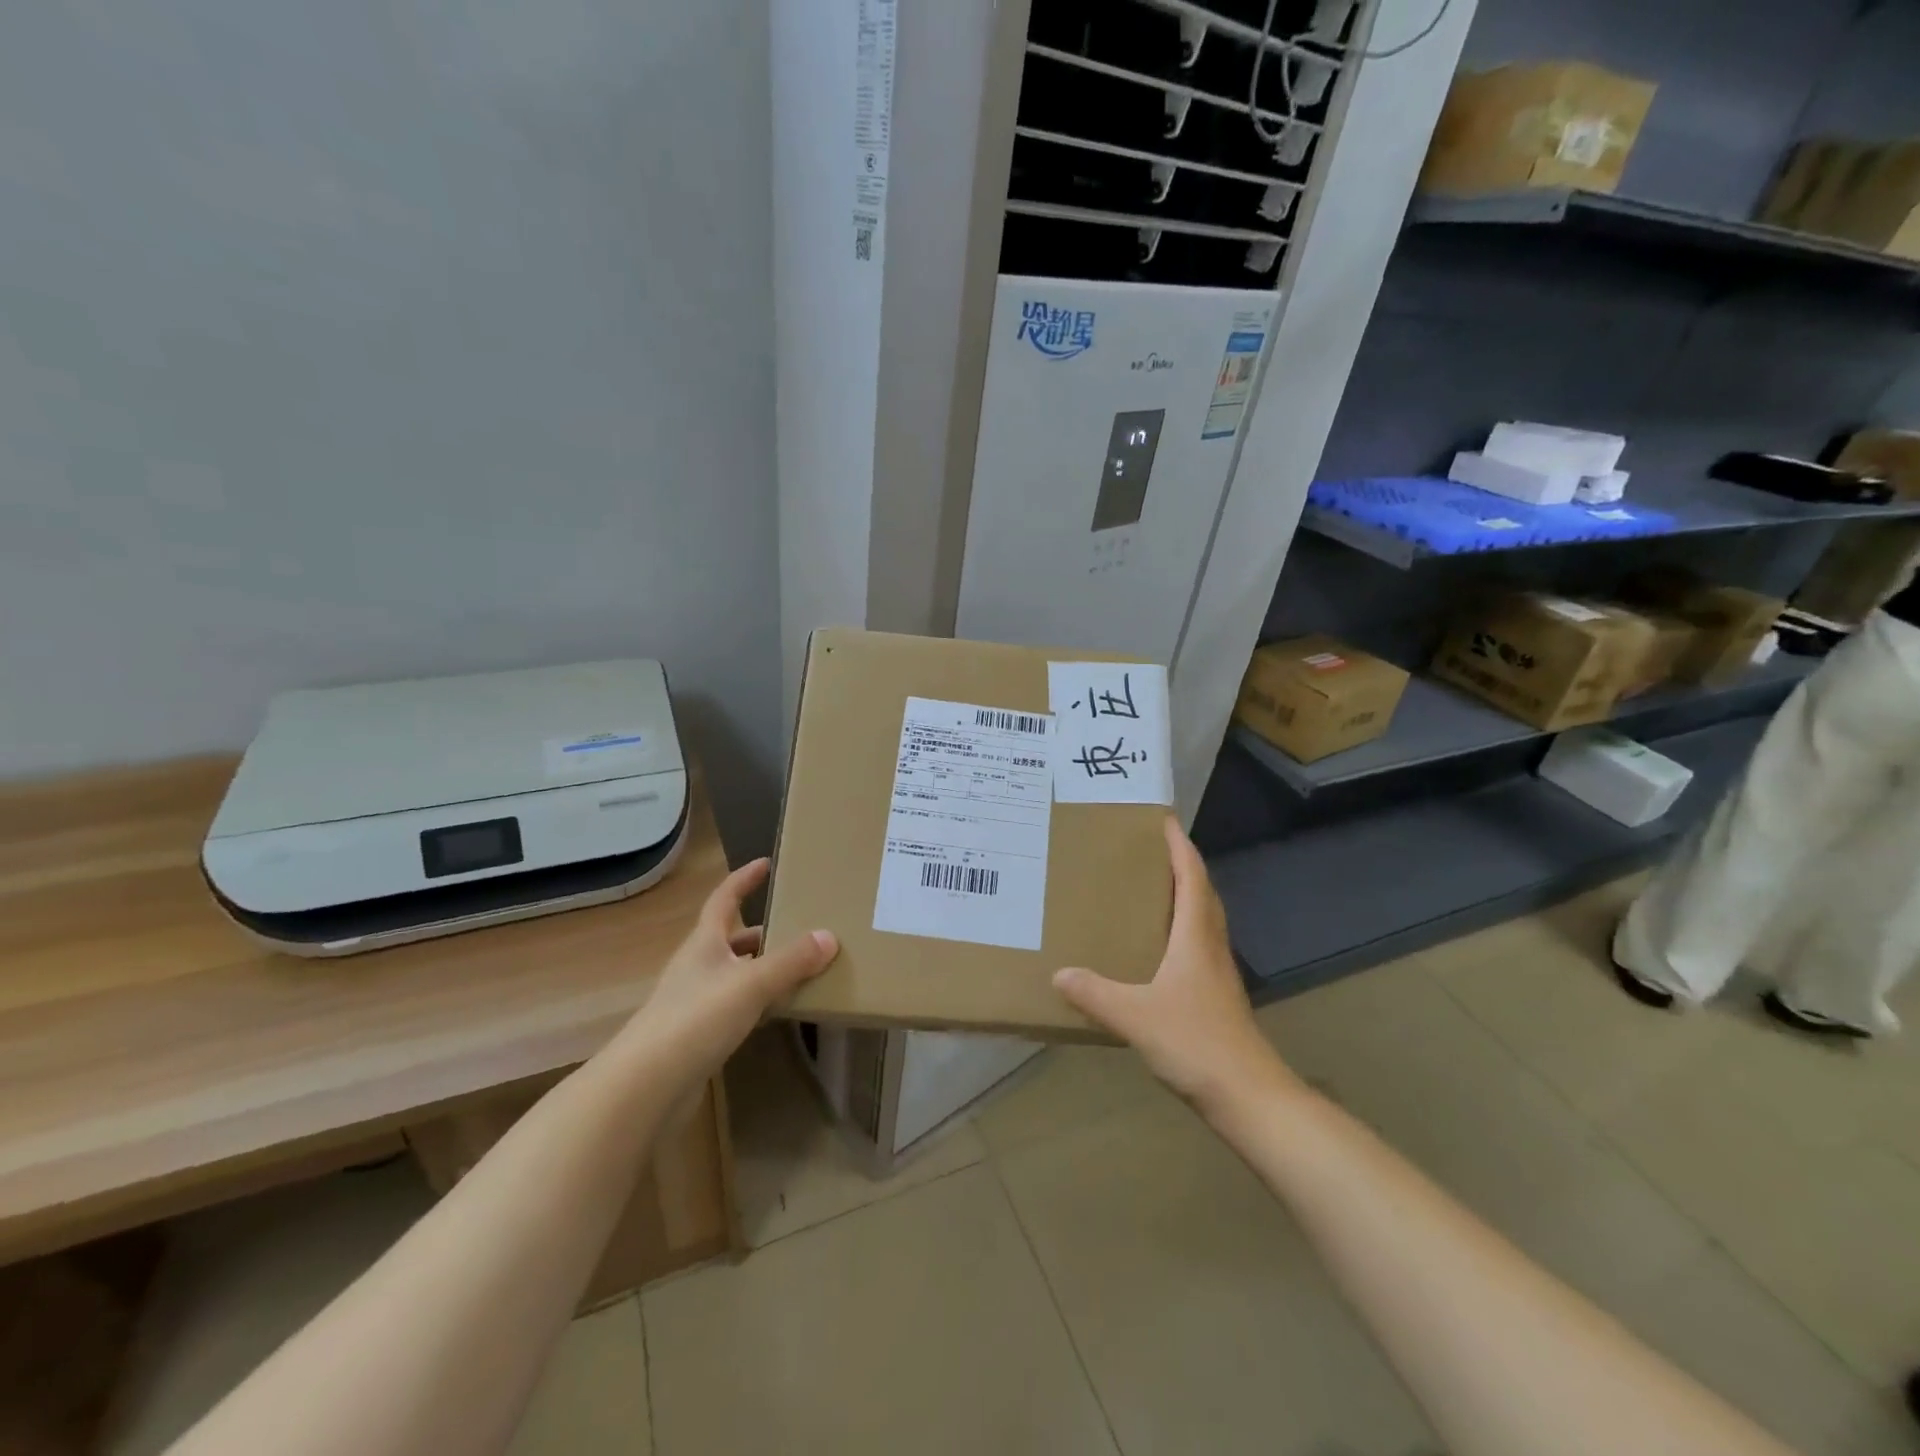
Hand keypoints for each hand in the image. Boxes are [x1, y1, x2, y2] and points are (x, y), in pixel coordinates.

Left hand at [612, 858, 837, 1092]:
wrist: (646, 1087)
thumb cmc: (696, 1019)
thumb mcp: (751, 984)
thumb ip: (791, 961)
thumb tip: (829, 936)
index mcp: (704, 943)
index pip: (724, 899)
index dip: (744, 879)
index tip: (767, 863)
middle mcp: (697, 966)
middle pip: (732, 938)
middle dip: (764, 930)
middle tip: (800, 925)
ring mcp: (695, 1002)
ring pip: (736, 974)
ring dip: (763, 968)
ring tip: (800, 968)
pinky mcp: (698, 1035)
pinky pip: (735, 1006)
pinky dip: (758, 1002)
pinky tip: (778, 1011)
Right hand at [1053, 818, 1296, 1116]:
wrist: (1249, 1096)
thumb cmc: (1196, 1043)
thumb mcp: (1136, 1016)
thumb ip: (1095, 993)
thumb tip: (1059, 973)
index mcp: (1196, 936)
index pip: (1192, 877)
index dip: (1179, 847)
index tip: (1163, 819)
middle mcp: (1210, 945)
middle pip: (1201, 892)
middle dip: (1180, 865)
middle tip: (1148, 849)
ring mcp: (1217, 972)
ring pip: (1202, 919)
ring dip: (1182, 895)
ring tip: (1148, 888)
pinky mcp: (1215, 995)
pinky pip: (1197, 944)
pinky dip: (1179, 929)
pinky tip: (1155, 946)